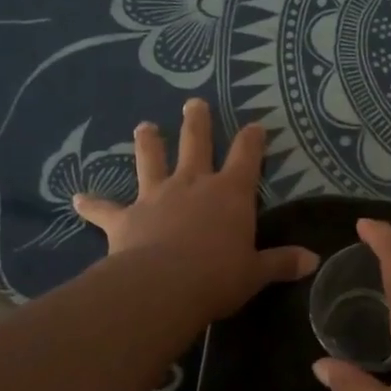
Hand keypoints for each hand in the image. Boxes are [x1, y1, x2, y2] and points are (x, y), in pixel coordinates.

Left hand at [72, 99, 316, 321]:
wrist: (163, 287)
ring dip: (148, 143)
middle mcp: (193, 184)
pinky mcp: (125, 218)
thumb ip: (281, 262)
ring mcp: (156, 196)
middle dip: (196, 122)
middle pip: (195, 143)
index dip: (252, 139)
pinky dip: (92, 204)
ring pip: (151, 161)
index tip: (255, 125)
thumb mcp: (256, 272)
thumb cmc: (218, 276)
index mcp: (230, 193)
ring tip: (144, 127)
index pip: (246, 156)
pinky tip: (77, 198)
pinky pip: (105, 208)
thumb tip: (314, 261)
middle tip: (193, 103)